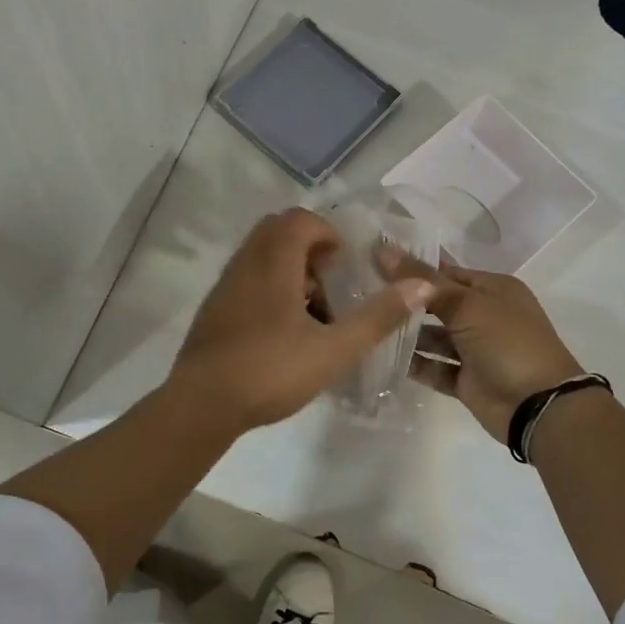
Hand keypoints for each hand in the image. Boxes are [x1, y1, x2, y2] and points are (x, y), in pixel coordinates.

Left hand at [168, 209, 433, 436]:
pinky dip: (269, 288)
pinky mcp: (214, 308)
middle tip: (329, 286)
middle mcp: (245, 263)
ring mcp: (225, 285)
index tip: (343, 267)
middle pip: (278, 231)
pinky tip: (282, 332)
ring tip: (311, 313)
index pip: (299, 219)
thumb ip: (378, 316)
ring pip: (261, 256)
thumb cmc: (270, 371)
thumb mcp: (334, 349)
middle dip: (309, 250)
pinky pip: (247, 278)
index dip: (327, 234)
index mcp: (273, 262)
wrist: (202, 404)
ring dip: (290, 271)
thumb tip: (422, 285)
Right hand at [380, 248, 584, 440]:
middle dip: (405, 301)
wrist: (538, 406)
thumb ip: (423, 281)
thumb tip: (382, 249)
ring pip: (433, 337)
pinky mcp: (465, 380)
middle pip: (437, 303)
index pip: (445, 272)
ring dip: (406, 333)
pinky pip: (434, 367)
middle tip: (360, 294)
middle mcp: (485, 315)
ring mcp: (475, 350)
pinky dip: (413, 363)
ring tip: (366, 325)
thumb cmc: (508, 343)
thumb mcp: (467, 305)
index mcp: (493, 289)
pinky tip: (381, 356)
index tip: (372, 264)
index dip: (411, 268)